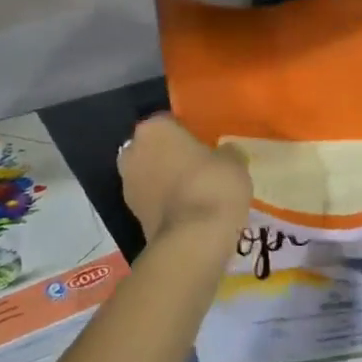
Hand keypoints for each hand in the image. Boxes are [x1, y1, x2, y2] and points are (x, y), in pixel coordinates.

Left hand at [119, 115, 251, 240]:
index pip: (170, 122)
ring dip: (166, 180)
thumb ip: (226, 152)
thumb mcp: (234, 162)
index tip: (205, 145)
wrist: (192, 240)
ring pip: (150, 174)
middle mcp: (133, 151)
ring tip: (195, 192)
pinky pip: (152, 199)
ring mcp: (127, 184)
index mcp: (154, 129)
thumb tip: (226, 154)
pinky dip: (164, 203)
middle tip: (199, 167)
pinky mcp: (131, 214)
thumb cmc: (212, 186)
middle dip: (171, 156)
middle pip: (154, 148)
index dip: (188, 133)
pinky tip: (187, 212)